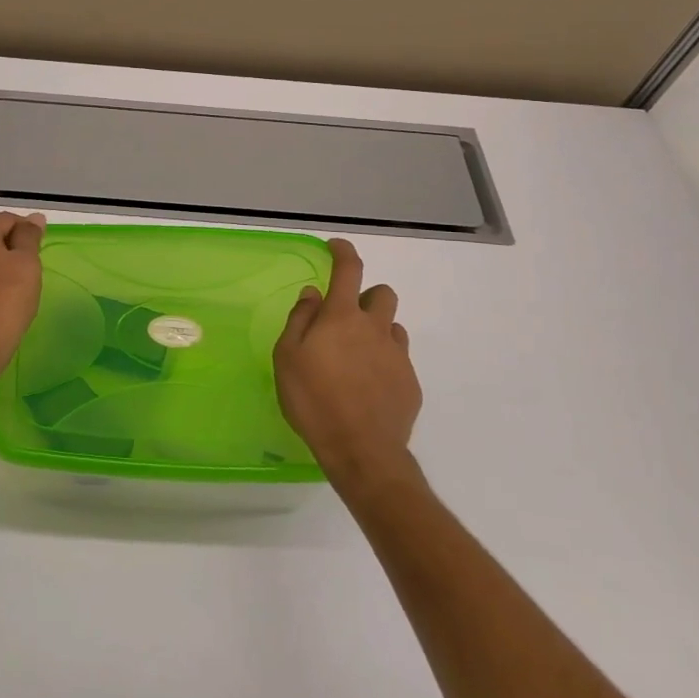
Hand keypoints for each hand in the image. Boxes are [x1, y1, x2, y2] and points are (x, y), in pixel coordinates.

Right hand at [274, 238, 420, 480]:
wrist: (361, 450)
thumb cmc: (313, 400)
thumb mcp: (288, 357)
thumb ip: (300, 319)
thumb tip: (313, 294)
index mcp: (342, 317)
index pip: (349, 269)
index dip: (343, 252)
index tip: (336, 247)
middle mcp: (375, 328)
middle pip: (382, 293)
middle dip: (365, 296)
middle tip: (344, 318)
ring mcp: (397, 355)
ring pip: (392, 326)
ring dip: (376, 329)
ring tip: (356, 355)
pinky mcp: (410, 382)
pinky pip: (399, 358)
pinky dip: (384, 360)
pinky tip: (368, 385)